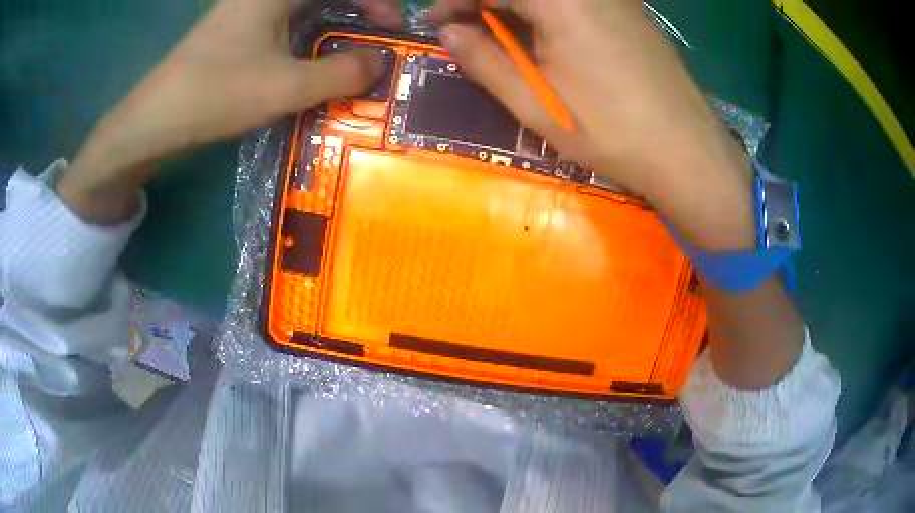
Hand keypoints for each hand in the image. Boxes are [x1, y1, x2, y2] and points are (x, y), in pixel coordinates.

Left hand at [60, 0, 387, 223]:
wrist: (154, 121)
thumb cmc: (218, 94)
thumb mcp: (288, 87)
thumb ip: (343, 73)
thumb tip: (379, 63)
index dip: (378, 2)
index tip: (394, 29)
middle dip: (358, 11)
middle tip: (376, 37)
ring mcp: (246, 10)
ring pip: (305, 7)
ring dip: (333, 24)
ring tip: (351, 52)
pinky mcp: (235, 30)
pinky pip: (284, 22)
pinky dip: (307, 35)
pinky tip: (311, 58)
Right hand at [431, 0, 756, 251]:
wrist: (689, 153)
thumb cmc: (610, 131)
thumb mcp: (535, 102)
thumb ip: (484, 60)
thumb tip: (450, 32)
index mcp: (561, 1)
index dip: (456, 2)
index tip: (437, 23)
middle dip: (485, 4)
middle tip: (466, 31)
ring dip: (516, 9)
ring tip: (500, 38)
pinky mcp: (631, 13)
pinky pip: (576, 3)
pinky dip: (547, 13)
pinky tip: (544, 39)